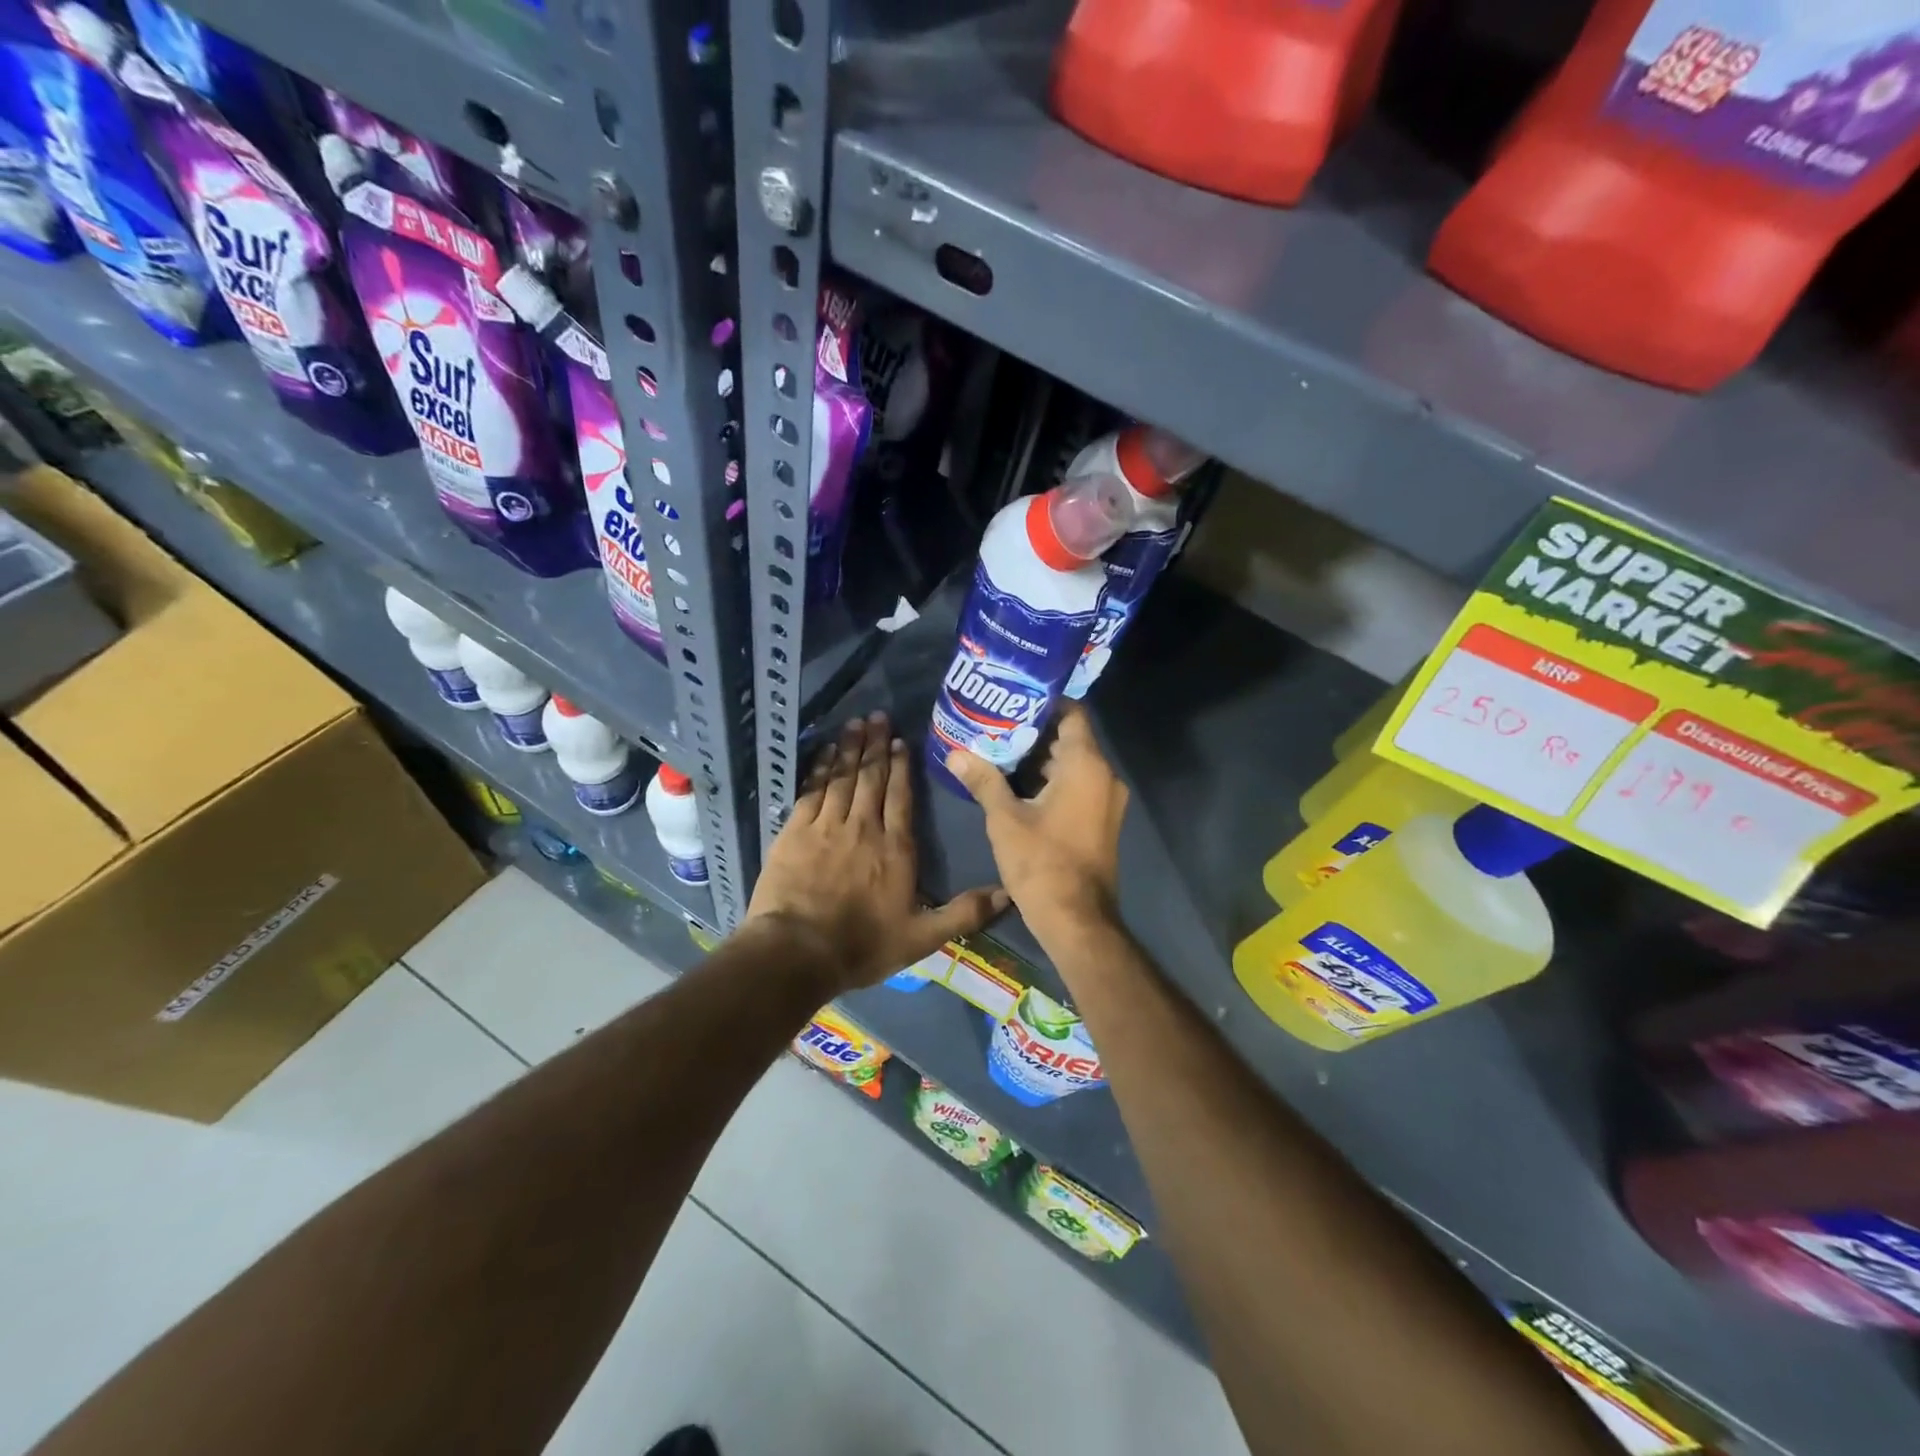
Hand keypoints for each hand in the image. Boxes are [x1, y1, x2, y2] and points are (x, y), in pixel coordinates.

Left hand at [747, 712, 1007, 992]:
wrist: (798, 952)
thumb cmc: (863, 945)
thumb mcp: (922, 937)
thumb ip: (964, 913)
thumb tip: (1008, 894)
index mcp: (895, 848)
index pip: (901, 797)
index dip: (901, 767)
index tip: (900, 740)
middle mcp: (864, 828)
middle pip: (872, 778)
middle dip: (875, 745)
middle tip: (878, 716)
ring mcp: (827, 826)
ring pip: (842, 777)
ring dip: (849, 748)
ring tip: (855, 723)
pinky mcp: (795, 831)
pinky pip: (812, 790)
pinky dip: (820, 768)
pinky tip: (824, 752)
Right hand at [945, 703, 1126, 953]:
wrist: (1077, 919)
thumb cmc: (1042, 862)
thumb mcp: (1005, 819)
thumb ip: (983, 780)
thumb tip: (955, 754)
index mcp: (1086, 765)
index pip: (1072, 714)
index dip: (1044, 703)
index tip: (1012, 700)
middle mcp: (1104, 776)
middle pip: (1070, 739)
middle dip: (1033, 732)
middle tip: (995, 726)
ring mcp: (1106, 800)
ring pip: (1072, 765)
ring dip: (1040, 759)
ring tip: (999, 752)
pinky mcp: (1101, 820)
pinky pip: (1078, 786)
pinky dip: (1052, 781)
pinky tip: (1017, 785)